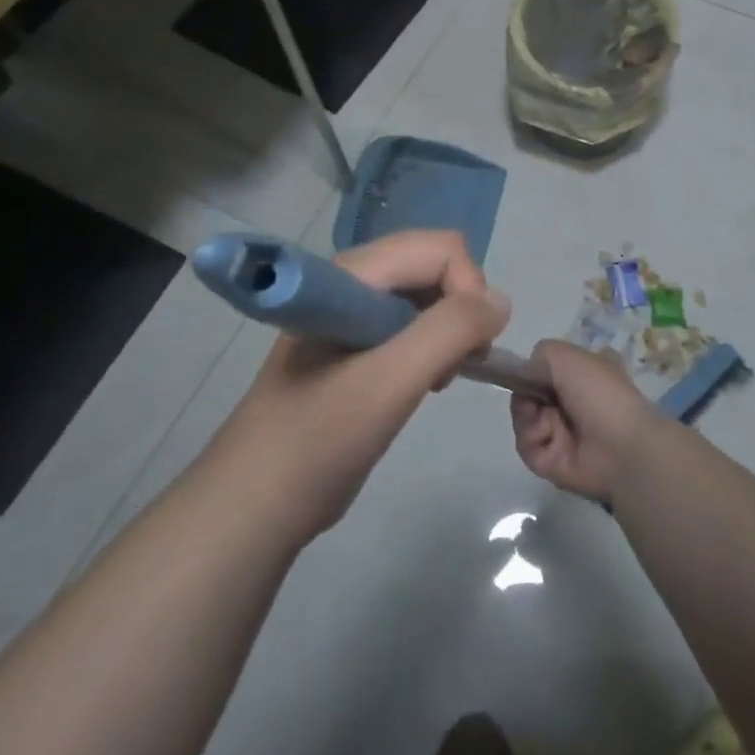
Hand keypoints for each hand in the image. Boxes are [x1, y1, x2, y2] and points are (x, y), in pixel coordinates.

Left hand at [208, 230, 509, 546]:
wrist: (254, 506)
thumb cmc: (319, 439)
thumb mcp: (391, 383)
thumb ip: (450, 331)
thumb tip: (501, 302)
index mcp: (353, 273)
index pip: (439, 248)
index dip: (468, 289)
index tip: (472, 349)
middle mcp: (353, 277)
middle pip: (434, 263)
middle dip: (460, 308)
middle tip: (455, 366)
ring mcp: (352, 308)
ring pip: (427, 292)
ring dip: (448, 329)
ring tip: (438, 379)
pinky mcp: (355, 339)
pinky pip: (411, 320)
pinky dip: (431, 345)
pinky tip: (423, 382)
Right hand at [510, 341, 662, 501]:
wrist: (622, 446)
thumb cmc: (599, 392)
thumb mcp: (566, 356)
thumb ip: (538, 355)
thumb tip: (523, 371)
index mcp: (580, 373)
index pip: (543, 368)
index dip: (529, 370)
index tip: (521, 371)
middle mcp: (569, 401)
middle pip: (526, 393)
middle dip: (524, 394)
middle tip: (533, 398)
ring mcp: (560, 431)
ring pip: (522, 419)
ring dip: (527, 417)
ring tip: (547, 421)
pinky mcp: (551, 460)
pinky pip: (526, 445)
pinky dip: (532, 438)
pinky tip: (548, 436)